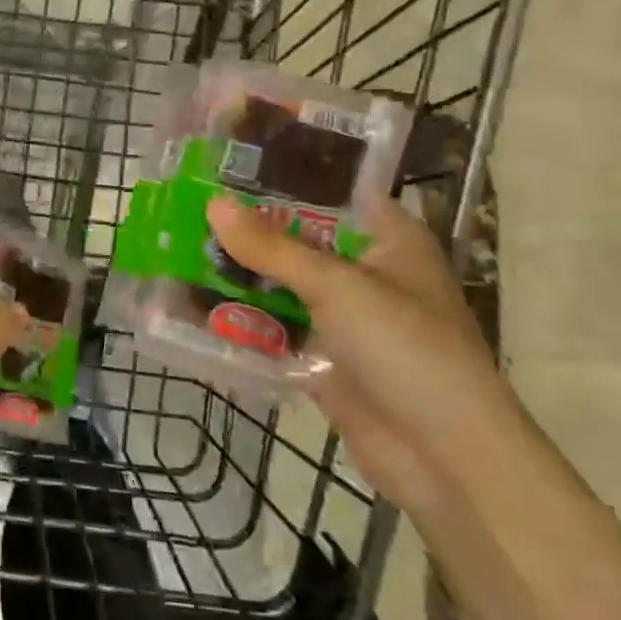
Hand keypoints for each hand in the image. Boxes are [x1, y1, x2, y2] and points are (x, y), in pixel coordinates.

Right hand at [206, 194, 517, 516]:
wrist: (445, 460)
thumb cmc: (407, 350)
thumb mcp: (338, 287)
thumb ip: (272, 247)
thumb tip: (213, 204)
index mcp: (387, 238)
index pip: (331, 189)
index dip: (283, 174)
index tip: (228, 159)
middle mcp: (363, 270)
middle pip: (296, 237)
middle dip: (246, 226)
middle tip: (185, 202)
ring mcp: (342, 316)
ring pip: (279, 283)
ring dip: (237, 273)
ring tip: (175, 246)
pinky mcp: (322, 356)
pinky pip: (273, 328)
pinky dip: (240, 318)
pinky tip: (190, 303)